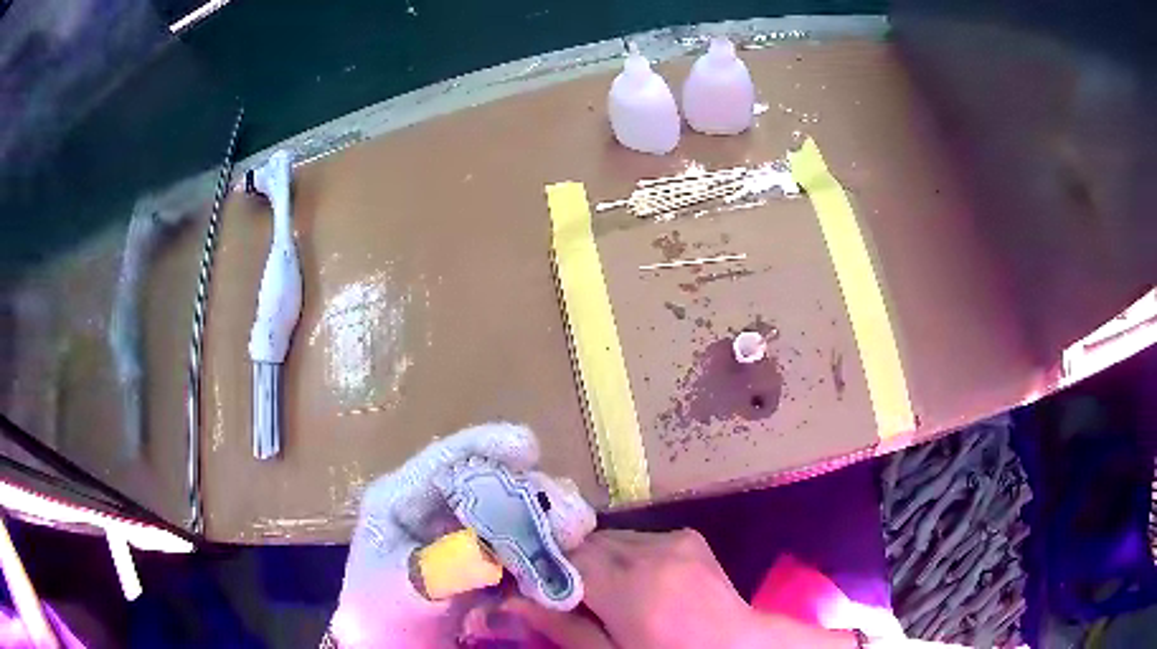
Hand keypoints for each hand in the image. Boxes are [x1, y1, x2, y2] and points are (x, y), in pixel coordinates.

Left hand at [329, 423, 594, 648]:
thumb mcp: (398, 589)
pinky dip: (547, 552)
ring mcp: (466, 534)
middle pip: (492, 483)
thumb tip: (483, 551)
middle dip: (533, 494)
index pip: (444, 460)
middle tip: (569, 517)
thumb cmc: (382, 614)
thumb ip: (438, 567)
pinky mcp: (489, 560)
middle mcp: (439, 509)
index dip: (485, 445)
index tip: (528, 447)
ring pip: (515, 513)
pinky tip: (563, 567)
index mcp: (403, 499)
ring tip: (575, 537)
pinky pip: (524, 546)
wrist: (394, 648)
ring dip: (548, 522)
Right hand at [507, 529, 859, 648]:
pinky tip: (635, 579)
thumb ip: (563, 628)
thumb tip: (514, 599)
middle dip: (568, 561)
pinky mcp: (689, 537)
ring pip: (611, 537)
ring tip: (601, 588)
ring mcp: (675, 539)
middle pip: (587, 543)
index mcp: (630, 588)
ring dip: (596, 557)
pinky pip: (640, 537)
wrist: (737, 647)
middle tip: (561, 589)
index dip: (539, 565)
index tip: (523, 578)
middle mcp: (651, 552)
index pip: (565, 557)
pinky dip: (626, 553)